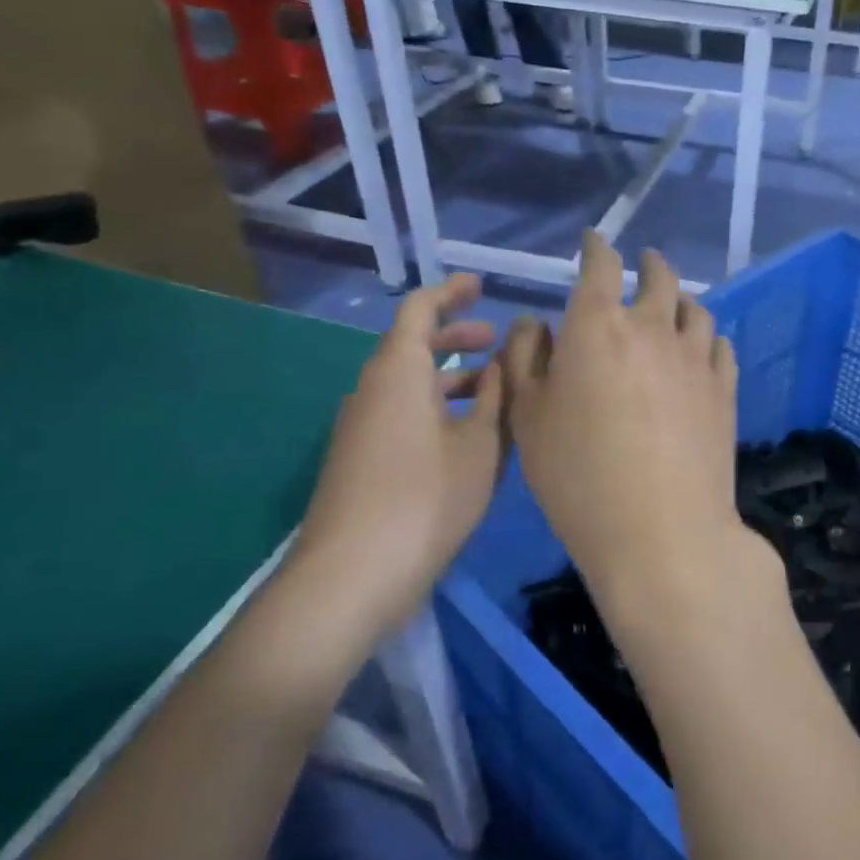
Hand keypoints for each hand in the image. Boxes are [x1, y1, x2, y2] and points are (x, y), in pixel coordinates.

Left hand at [294, 274, 505, 637]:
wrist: (354, 573)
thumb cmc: (426, 499)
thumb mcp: (481, 446)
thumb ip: (497, 398)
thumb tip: (505, 362)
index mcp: (398, 372)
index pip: (419, 310)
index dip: (451, 292)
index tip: (481, 285)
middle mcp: (372, 390)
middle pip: (412, 346)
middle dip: (456, 337)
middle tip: (496, 340)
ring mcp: (361, 426)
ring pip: (409, 385)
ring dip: (451, 378)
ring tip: (494, 389)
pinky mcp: (361, 459)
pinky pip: (402, 413)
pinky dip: (436, 408)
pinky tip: (469, 435)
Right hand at [502, 234, 764, 635]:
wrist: (661, 531)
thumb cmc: (578, 478)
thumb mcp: (528, 420)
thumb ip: (526, 362)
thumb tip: (538, 325)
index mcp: (597, 327)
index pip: (599, 267)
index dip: (596, 248)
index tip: (594, 242)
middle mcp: (653, 329)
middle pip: (658, 279)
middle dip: (648, 264)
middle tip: (643, 263)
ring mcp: (696, 360)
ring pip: (696, 310)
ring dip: (681, 299)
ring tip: (674, 305)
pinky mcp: (724, 391)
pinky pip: (721, 346)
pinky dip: (708, 337)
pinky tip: (703, 348)